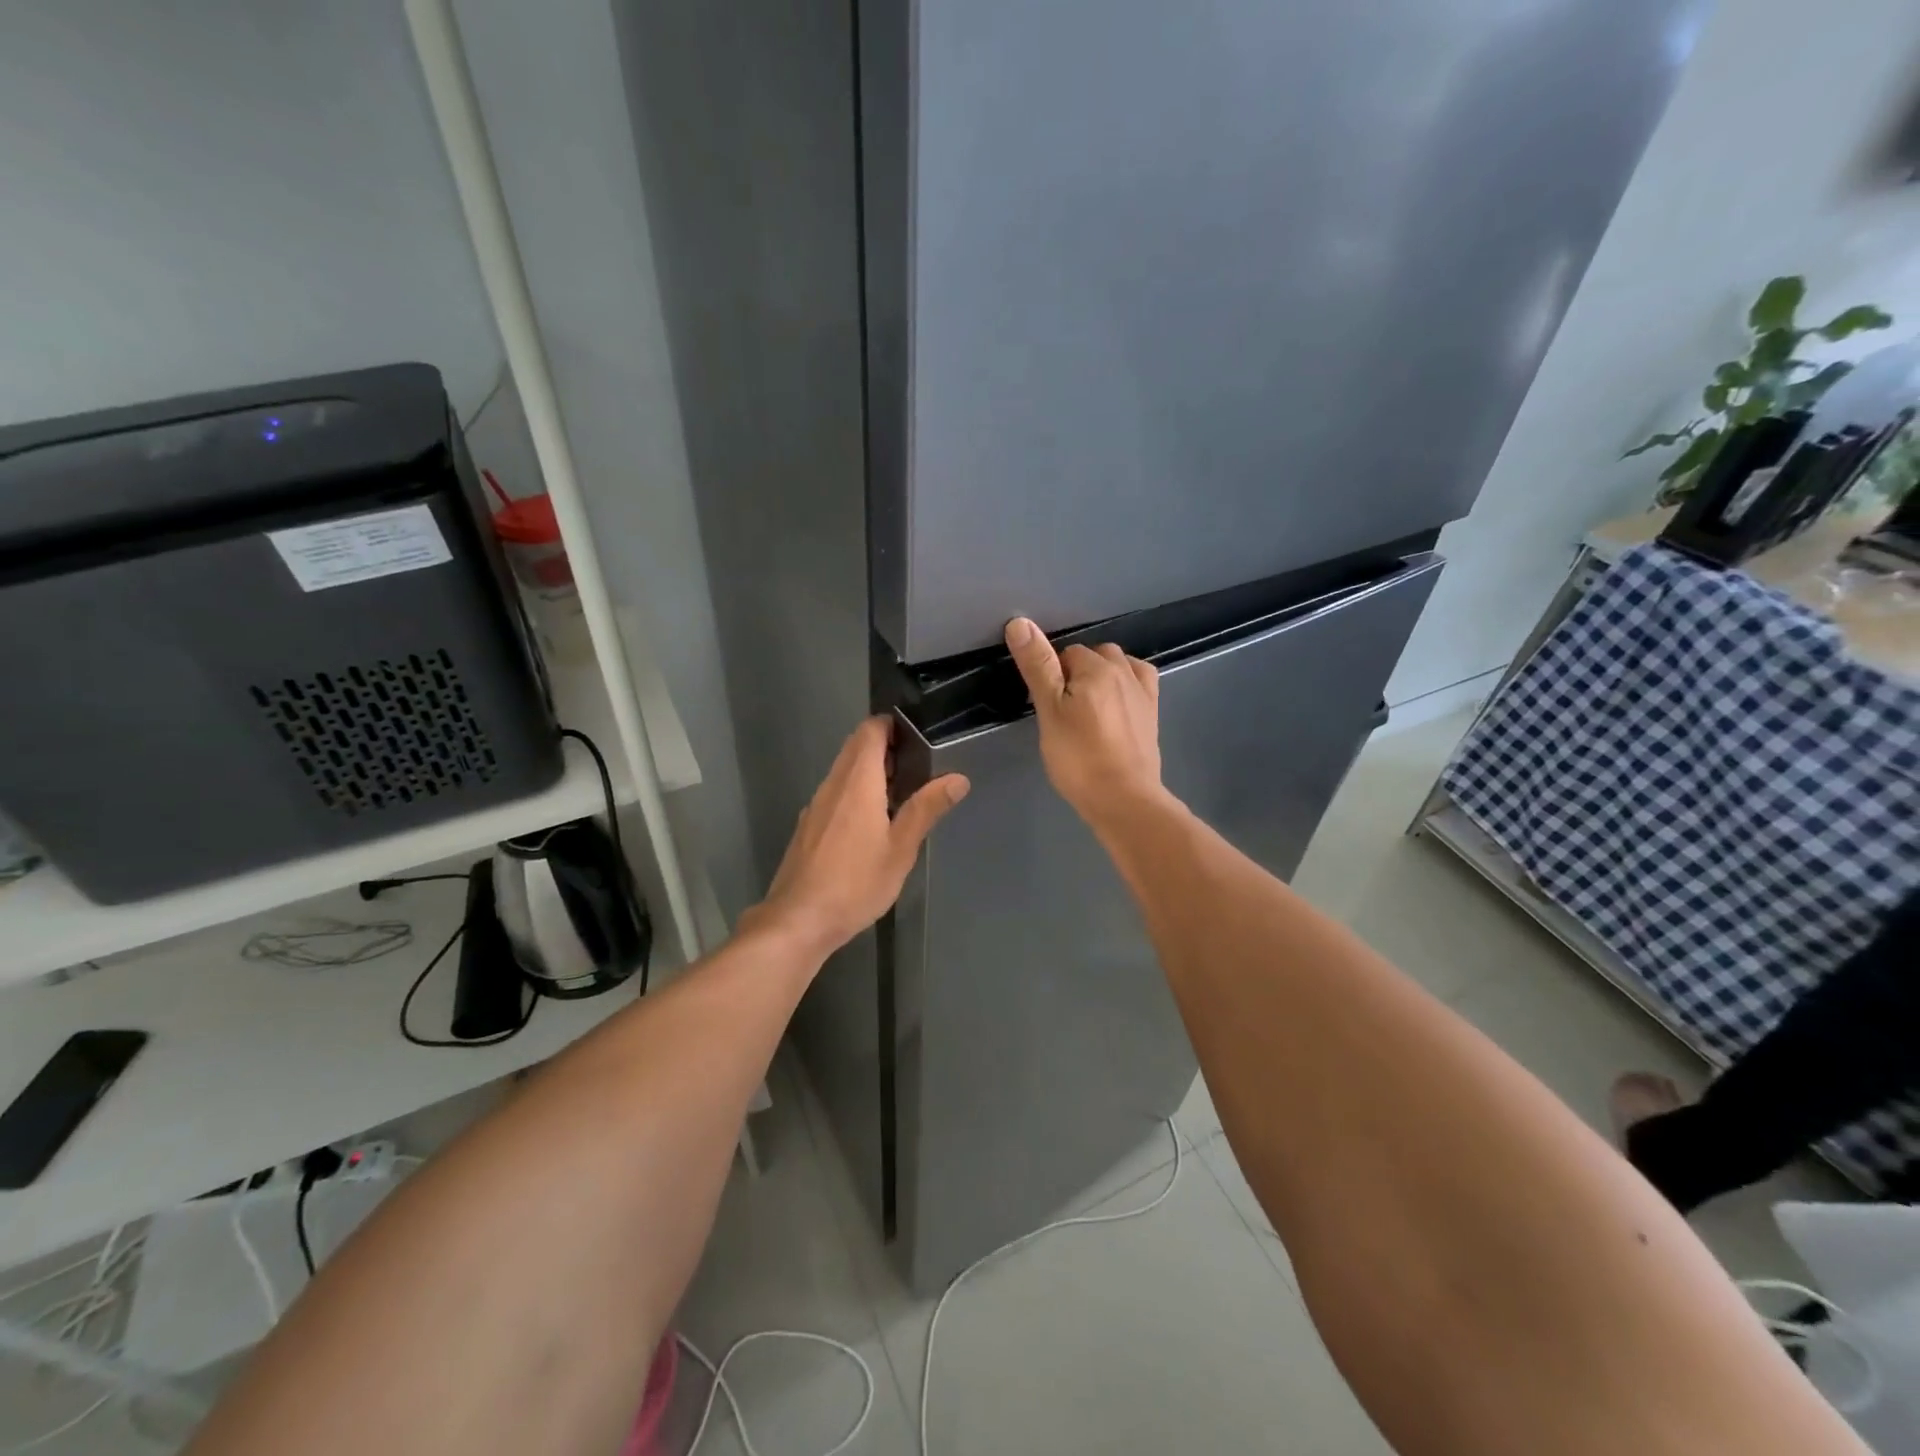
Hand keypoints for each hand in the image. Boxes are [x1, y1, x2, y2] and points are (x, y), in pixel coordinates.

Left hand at [744, 716, 969, 960]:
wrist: (798, 920)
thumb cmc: (855, 883)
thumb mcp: (900, 849)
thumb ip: (927, 809)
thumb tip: (958, 778)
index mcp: (857, 782)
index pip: (870, 730)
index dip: (892, 725)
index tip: (917, 736)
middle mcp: (832, 784)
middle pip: (856, 747)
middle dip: (885, 748)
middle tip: (917, 767)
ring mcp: (816, 805)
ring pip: (843, 771)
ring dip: (870, 772)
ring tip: (901, 795)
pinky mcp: (808, 826)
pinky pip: (834, 793)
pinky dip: (855, 793)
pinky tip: (871, 824)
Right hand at [1005, 618, 1168, 833]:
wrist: (1124, 799)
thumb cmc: (1079, 757)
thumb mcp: (1049, 711)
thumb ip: (1037, 666)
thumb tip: (1020, 622)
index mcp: (1097, 667)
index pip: (1065, 654)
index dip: (1051, 676)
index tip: (1045, 705)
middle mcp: (1125, 671)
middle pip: (1094, 657)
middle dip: (1076, 673)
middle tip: (1061, 710)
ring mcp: (1143, 692)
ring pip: (1118, 667)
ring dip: (1102, 677)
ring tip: (1087, 708)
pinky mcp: (1152, 714)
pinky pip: (1139, 683)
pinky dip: (1126, 685)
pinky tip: (1116, 704)